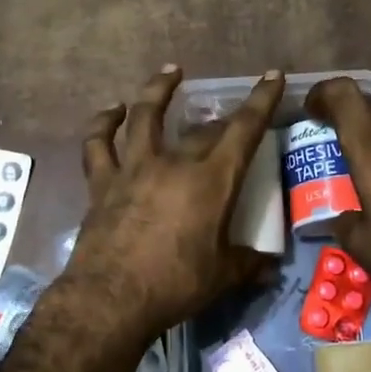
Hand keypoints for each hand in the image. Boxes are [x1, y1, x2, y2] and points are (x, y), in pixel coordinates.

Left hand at [62, 65, 285, 341]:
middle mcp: (174, 163)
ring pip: (144, 115)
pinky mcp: (103, 182)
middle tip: (229, 117)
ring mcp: (135, 168)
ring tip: (169, 71)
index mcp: (211, 181)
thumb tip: (272, 266)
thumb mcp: (222, 277)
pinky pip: (99, 144)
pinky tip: (112, 111)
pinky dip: (104, 123)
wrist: (110, 300)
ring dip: (157, 90)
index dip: (261, 100)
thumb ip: (248, 264)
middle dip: (221, 117)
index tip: (272, 75)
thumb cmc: (175, 286)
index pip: (244, 130)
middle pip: (201, 128)